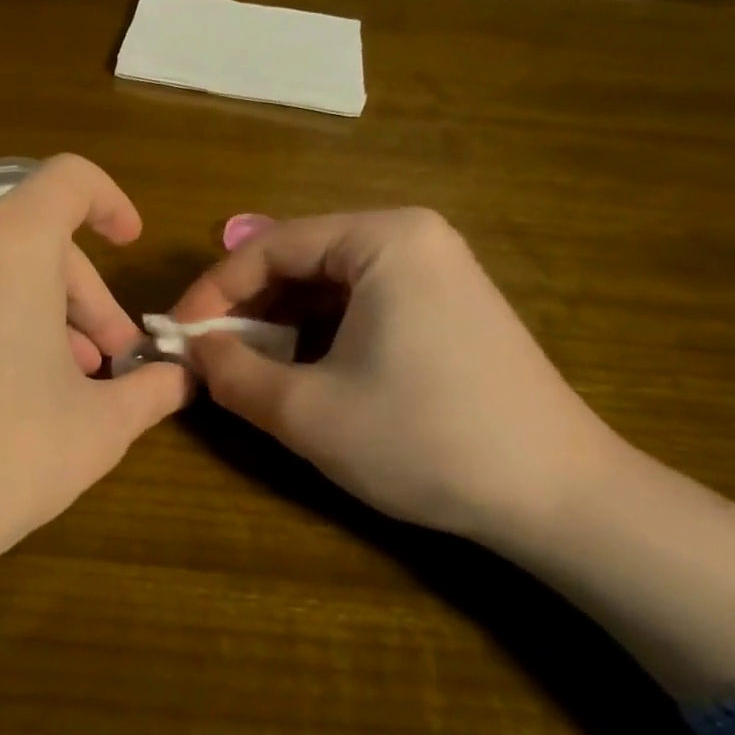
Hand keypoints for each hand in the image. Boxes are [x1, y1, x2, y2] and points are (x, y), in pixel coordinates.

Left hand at [0, 155, 187, 672]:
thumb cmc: (0, 454)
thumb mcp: (97, 427)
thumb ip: (150, 390)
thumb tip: (180, 379)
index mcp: (12, 243)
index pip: (70, 180)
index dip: (111, 203)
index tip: (132, 246)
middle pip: (43, 237)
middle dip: (89, 295)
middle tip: (114, 363)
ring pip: (5, 267)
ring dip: (52, 312)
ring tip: (75, 384)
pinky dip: (7, 319)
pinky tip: (22, 389)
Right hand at [173, 209, 734, 697]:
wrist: (558, 497)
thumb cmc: (423, 440)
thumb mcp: (306, 411)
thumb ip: (231, 373)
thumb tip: (189, 351)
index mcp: (382, 239)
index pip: (268, 247)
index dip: (212, 292)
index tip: (177, 336)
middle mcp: (412, 237)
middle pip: (298, 259)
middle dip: (245, 308)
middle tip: (206, 355)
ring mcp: (438, 270)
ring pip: (327, 284)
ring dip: (277, 323)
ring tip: (245, 367)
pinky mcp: (448, 307)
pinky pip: (361, 303)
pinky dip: (318, 333)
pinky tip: (301, 370)